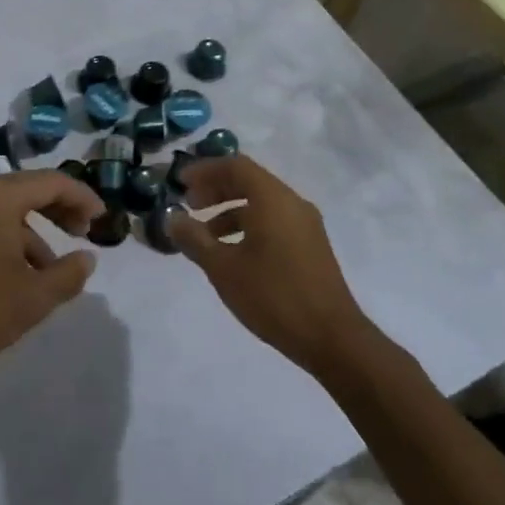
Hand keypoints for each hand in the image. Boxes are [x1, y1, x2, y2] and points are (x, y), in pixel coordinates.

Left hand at [0, 170, 102, 389]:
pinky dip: (10, 240)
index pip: (53, 182)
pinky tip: (18, 277)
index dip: (83, 197)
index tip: (102, 219)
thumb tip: (87, 258)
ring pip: (7, 210)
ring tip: (52, 272)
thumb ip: (67, 275)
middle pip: (29, 190)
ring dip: (34, 233)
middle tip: (82, 234)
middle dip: (60, 210)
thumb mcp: (31, 299)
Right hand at [167, 155, 370, 374]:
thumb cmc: (273, 296)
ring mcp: (306, 225)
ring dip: (230, 210)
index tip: (180, 182)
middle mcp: (292, 203)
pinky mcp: (311, 246)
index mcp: (273, 199)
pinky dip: (248, 226)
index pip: (235, 166)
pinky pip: (274, 221)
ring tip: (205, 234)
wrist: (332, 338)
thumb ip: (195, 238)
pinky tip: (232, 253)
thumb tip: (172, 218)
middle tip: (190, 204)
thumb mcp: (223, 268)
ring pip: (262, 203)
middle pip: (249, 181)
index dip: (204, 170)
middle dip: (216, 189)